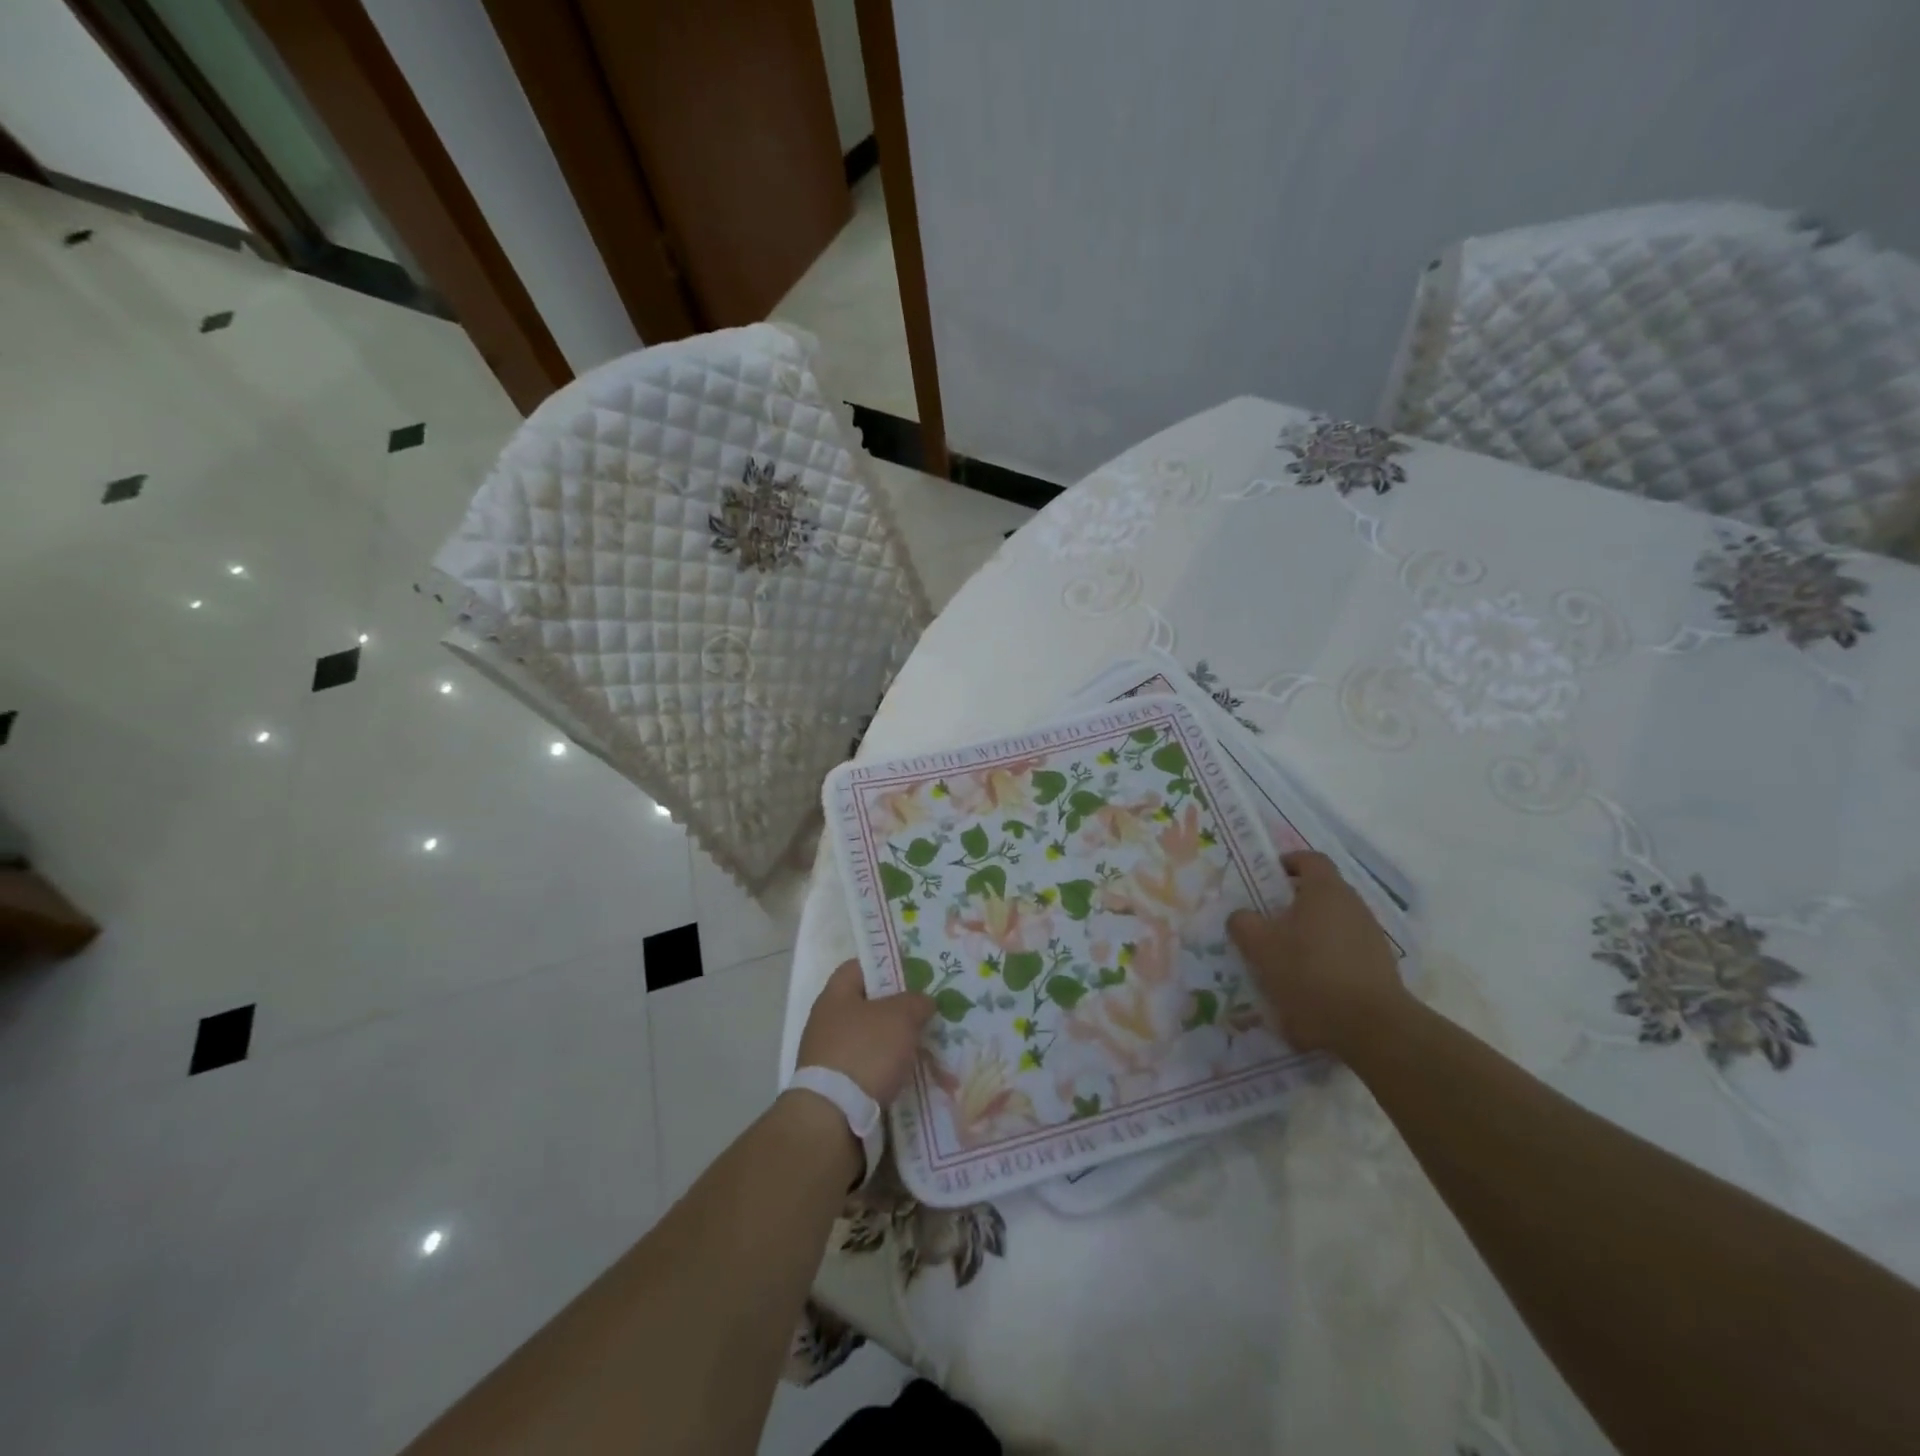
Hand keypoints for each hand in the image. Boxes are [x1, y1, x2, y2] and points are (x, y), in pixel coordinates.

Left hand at [796, 959, 935, 1103]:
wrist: (833, 1118)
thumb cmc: (865, 1052)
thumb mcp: (900, 1017)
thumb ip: (916, 1001)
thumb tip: (923, 1000)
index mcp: (836, 995)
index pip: (861, 966)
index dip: (888, 965)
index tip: (916, 974)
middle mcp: (828, 1021)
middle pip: (869, 1005)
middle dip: (899, 1010)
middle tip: (929, 1012)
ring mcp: (830, 1056)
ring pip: (872, 1040)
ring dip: (897, 1043)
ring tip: (929, 1047)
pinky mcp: (837, 1087)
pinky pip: (870, 1069)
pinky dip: (890, 1071)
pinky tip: (913, 1076)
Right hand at [1228, 851, 1409, 1057]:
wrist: (1371, 1026)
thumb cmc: (1309, 973)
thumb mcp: (1260, 947)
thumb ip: (1243, 923)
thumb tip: (1241, 915)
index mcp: (1325, 890)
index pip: (1309, 859)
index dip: (1288, 862)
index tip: (1267, 876)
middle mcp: (1353, 905)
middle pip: (1322, 891)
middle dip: (1294, 902)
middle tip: (1268, 921)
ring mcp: (1371, 936)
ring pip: (1334, 922)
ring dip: (1311, 932)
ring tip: (1286, 957)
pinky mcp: (1381, 966)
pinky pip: (1347, 950)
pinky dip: (1327, 957)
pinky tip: (1310, 984)